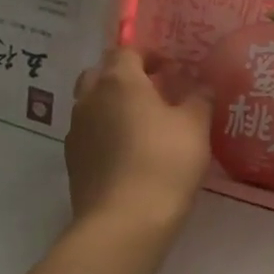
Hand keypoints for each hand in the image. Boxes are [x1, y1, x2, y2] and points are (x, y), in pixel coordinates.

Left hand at [63, 47, 211, 234]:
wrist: (124, 222)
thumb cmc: (165, 161)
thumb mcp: (195, 125)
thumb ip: (199, 97)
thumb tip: (200, 84)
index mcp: (119, 81)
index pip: (126, 51)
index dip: (150, 55)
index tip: (173, 70)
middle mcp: (90, 99)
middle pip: (100, 74)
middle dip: (125, 76)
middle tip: (154, 91)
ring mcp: (76, 132)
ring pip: (92, 104)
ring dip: (114, 105)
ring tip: (144, 123)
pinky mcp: (73, 162)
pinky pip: (89, 133)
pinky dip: (107, 132)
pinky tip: (130, 152)